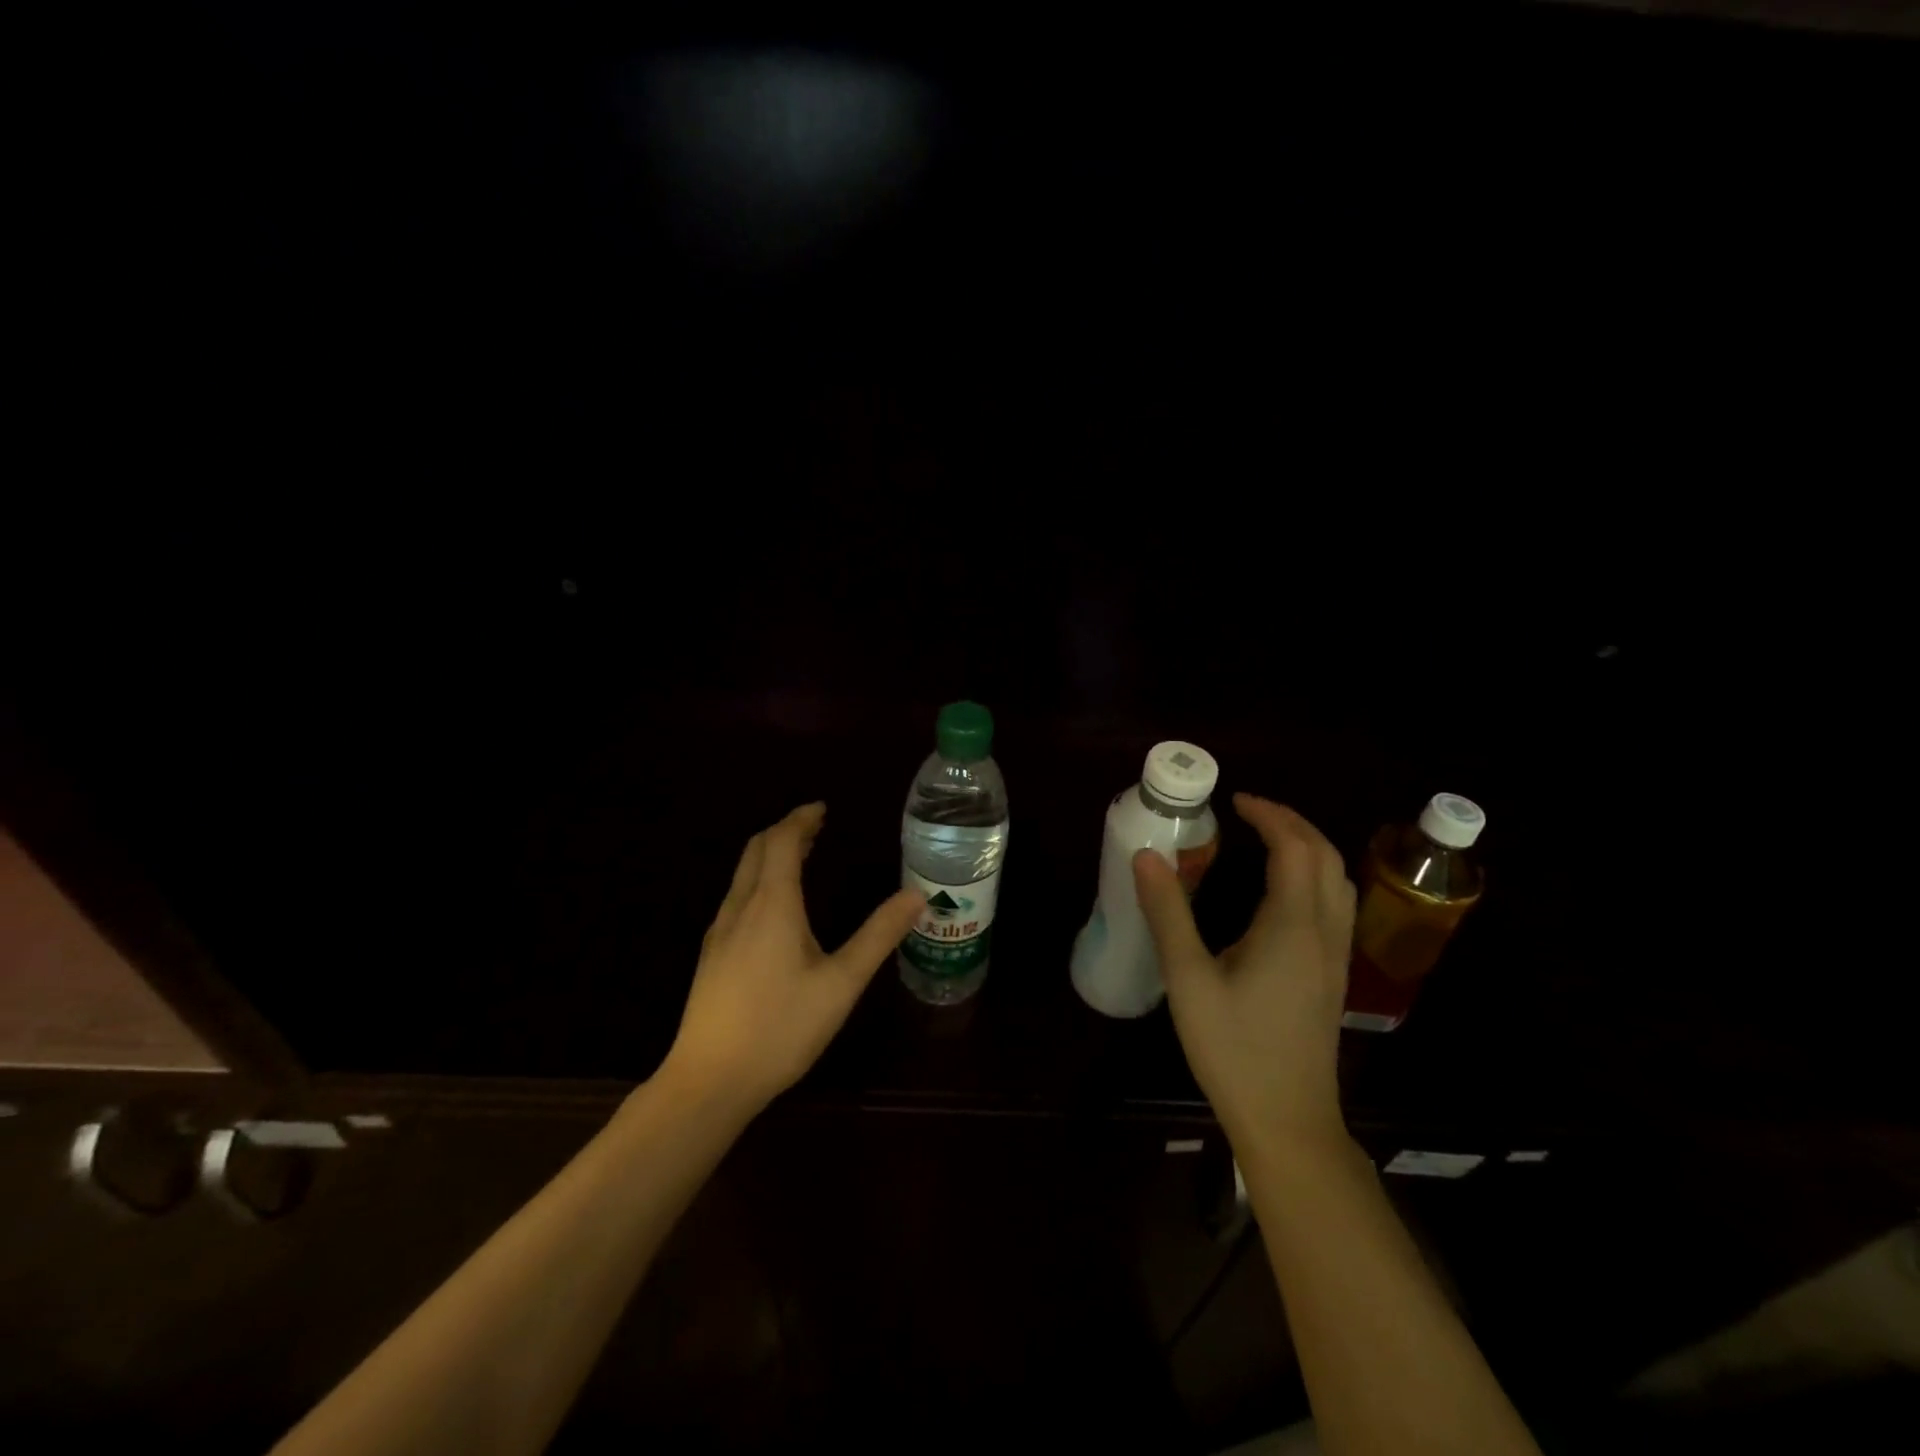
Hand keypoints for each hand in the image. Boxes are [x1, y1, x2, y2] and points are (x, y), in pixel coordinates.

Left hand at [660, 803, 923, 1114]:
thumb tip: (916, 895)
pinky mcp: (710, 956)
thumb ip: (878, 936)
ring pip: (743, 875)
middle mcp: (740, 908)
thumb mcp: (841, 983)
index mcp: (772, 904)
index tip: (822, 809)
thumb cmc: (781, 1028)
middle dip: (784, 831)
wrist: (709, 1081)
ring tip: (801, 858)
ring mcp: (719, 933)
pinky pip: (736, 898)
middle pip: (756, 850)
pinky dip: (759, 881)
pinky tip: (775, 908)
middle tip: (816, 828)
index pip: (780, 841)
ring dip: (770, 855)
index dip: (801, 819)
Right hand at [1134, 794, 1356, 1151]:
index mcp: (1292, 927)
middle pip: (1325, 856)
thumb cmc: (1234, 1050)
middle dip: (1291, 823)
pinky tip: (1280, 891)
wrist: (1288, 1122)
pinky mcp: (1332, 975)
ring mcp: (1335, 956)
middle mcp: (1323, 932)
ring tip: (1267, 839)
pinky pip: (1335, 904)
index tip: (1234, 800)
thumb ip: (1168, 914)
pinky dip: (1313, 874)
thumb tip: (1147, 856)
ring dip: (1308, 847)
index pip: (1294, 847)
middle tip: (1249, 811)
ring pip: (1337, 880)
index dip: (1269, 815)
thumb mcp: (1188, 980)